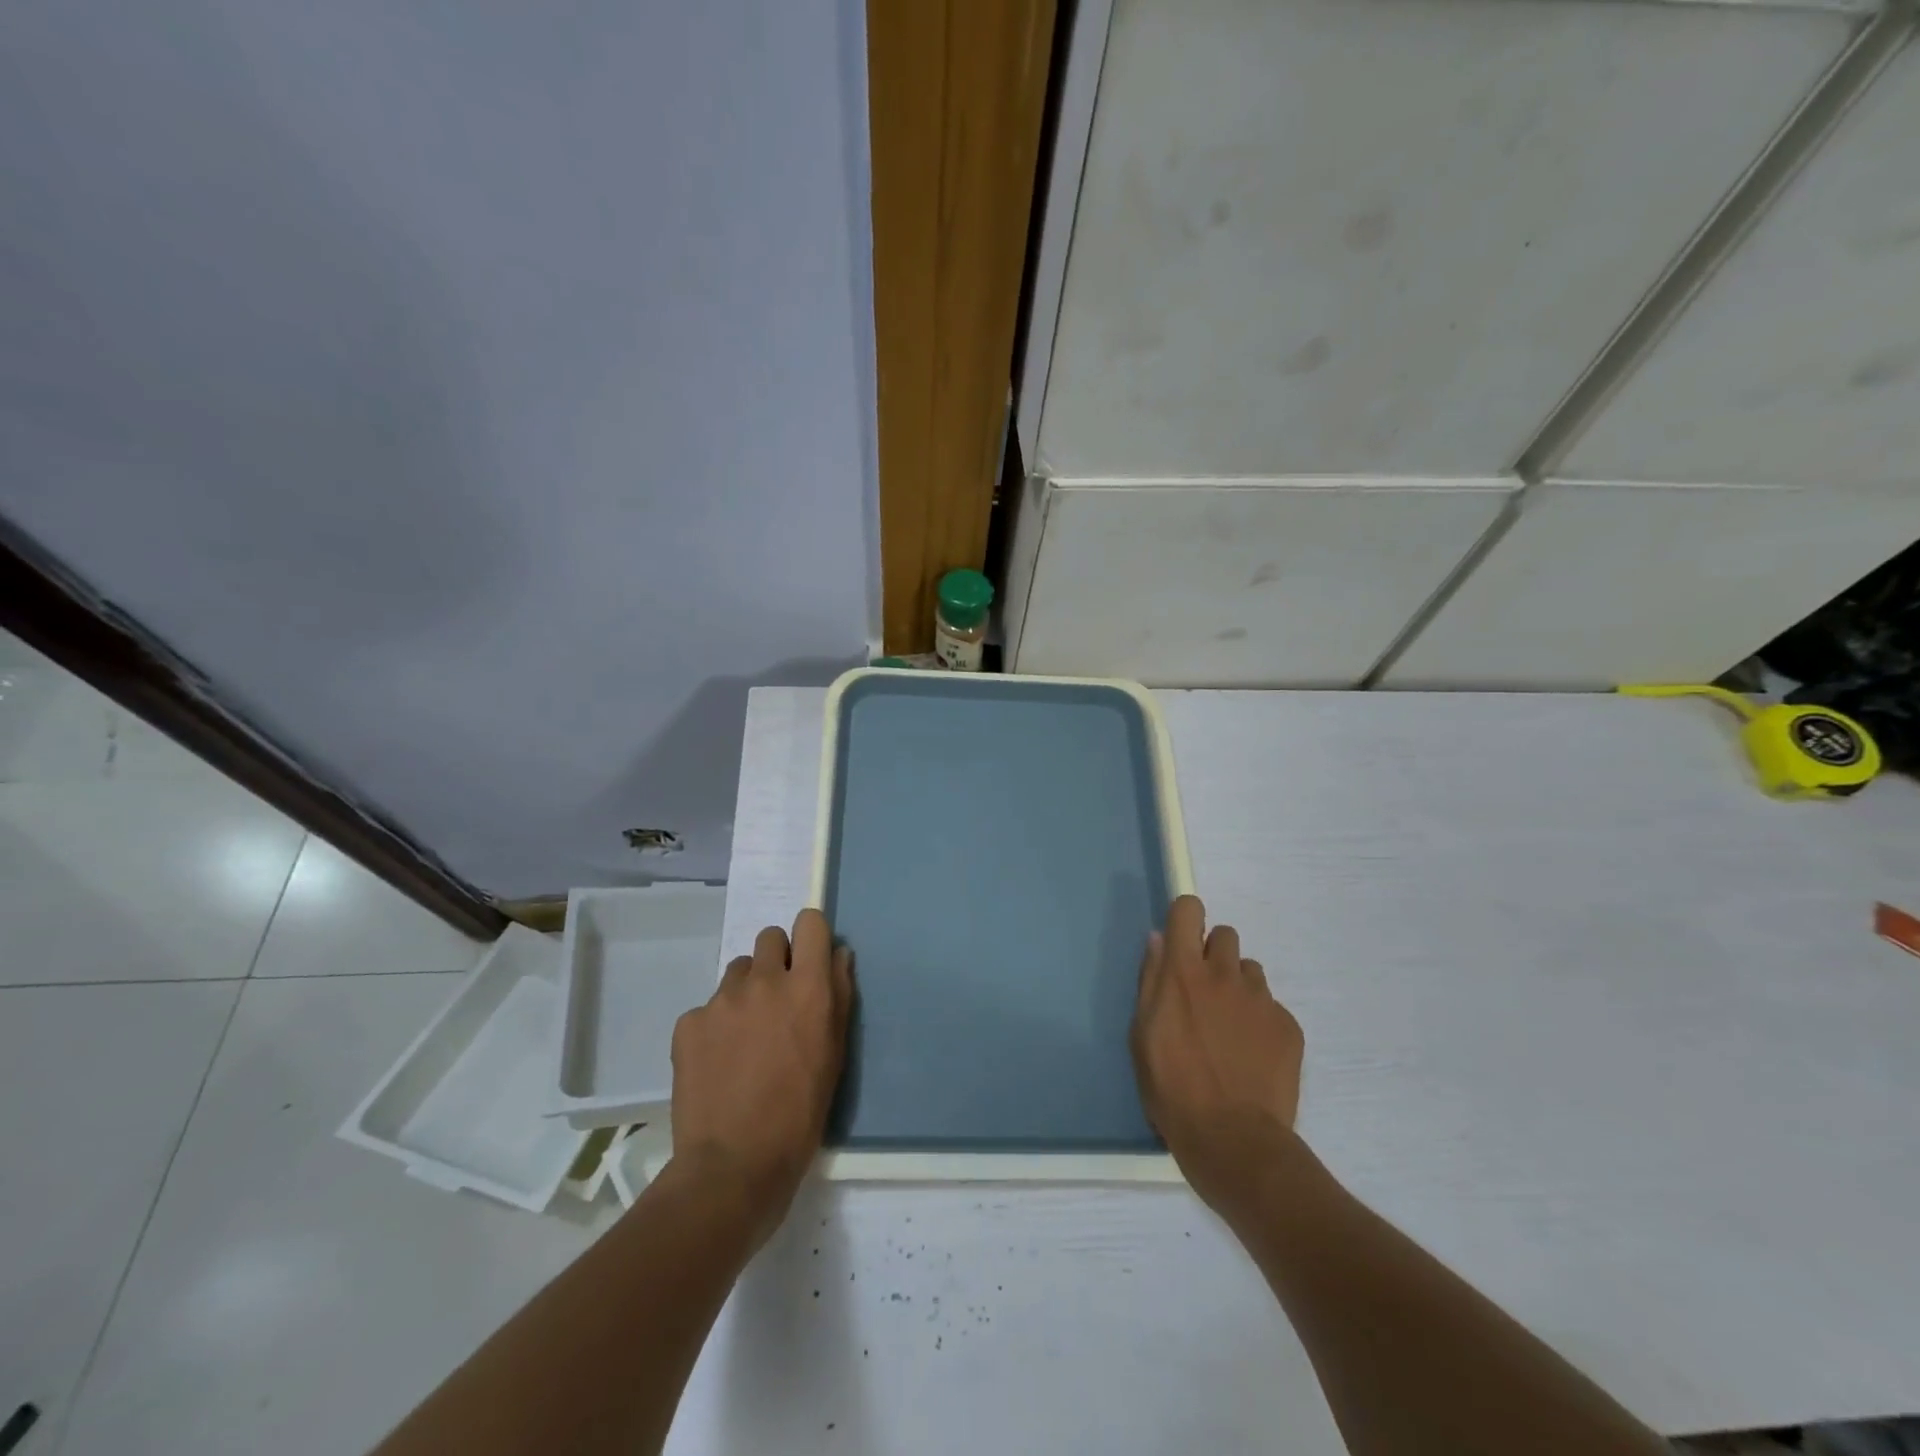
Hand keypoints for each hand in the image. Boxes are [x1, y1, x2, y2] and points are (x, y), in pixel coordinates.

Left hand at [668, 909, 851, 1247]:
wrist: (733, 1165)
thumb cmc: (800, 1113)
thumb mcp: (835, 1054)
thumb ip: (839, 995)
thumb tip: (838, 954)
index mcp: (806, 987)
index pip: (810, 923)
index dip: (811, 935)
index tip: (809, 956)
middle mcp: (764, 981)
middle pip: (770, 938)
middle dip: (777, 960)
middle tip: (777, 1002)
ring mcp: (721, 1000)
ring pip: (737, 971)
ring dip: (746, 991)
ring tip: (746, 1037)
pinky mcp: (688, 1023)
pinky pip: (707, 1008)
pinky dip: (715, 1026)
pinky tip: (719, 1062)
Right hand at [1131, 895, 1304, 1217]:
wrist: (1234, 1141)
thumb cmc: (1172, 1088)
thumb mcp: (1142, 1035)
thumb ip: (1151, 980)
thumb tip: (1159, 940)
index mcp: (1184, 972)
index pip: (1189, 910)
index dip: (1185, 919)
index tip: (1181, 941)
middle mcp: (1225, 974)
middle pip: (1224, 935)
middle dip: (1213, 955)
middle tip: (1204, 994)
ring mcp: (1261, 999)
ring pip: (1249, 971)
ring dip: (1237, 987)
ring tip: (1230, 1029)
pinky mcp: (1289, 1026)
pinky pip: (1271, 1006)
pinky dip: (1260, 1021)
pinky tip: (1252, 1055)